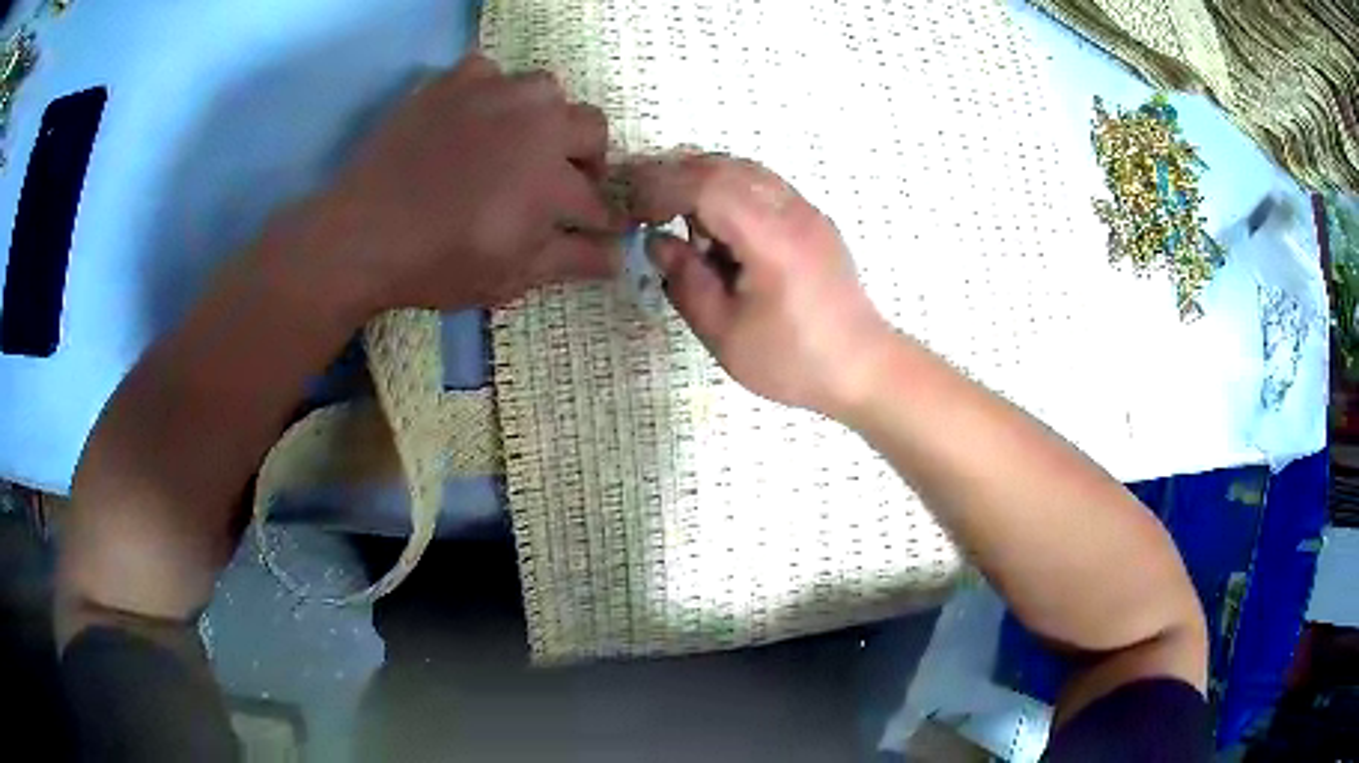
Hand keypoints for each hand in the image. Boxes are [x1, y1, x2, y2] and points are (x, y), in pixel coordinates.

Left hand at [299, 53, 620, 314]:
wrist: (361, 236)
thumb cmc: (438, 264)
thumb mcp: (511, 277)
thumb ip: (571, 261)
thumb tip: (620, 256)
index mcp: (554, 179)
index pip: (599, 199)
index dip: (604, 217)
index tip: (600, 227)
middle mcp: (535, 124)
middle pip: (591, 128)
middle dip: (588, 161)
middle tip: (560, 185)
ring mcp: (492, 95)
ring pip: (545, 90)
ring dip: (544, 117)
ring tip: (518, 143)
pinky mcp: (451, 83)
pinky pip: (488, 71)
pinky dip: (490, 91)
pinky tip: (472, 118)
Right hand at [625, 154, 895, 416]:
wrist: (862, 367)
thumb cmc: (793, 360)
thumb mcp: (725, 334)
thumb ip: (686, 282)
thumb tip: (658, 241)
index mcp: (772, 237)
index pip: (707, 185)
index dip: (661, 188)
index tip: (633, 210)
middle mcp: (792, 211)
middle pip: (725, 166)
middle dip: (675, 177)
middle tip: (643, 205)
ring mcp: (807, 211)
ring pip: (744, 170)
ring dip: (702, 181)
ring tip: (673, 214)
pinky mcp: (813, 220)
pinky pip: (762, 185)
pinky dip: (729, 191)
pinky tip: (716, 227)